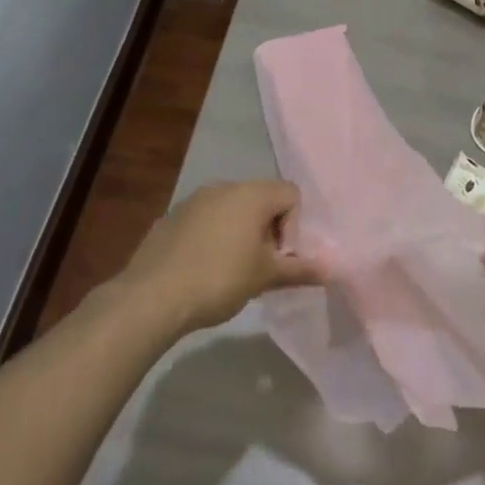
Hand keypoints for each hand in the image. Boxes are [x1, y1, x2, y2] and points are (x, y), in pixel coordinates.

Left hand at [116, 180, 324, 337]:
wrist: (151, 297)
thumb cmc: (219, 279)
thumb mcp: (265, 276)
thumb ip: (300, 269)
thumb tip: (332, 269)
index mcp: (250, 194)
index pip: (291, 194)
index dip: (295, 225)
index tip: (281, 257)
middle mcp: (223, 187)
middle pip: (262, 199)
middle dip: (269, 230)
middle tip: (262, 266)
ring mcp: (193, 200)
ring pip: (232, 209)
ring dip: (242, 233)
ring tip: (234, 270)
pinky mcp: (171, 217)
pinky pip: (206, 220)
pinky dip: (215, 237)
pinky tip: (205, 269)